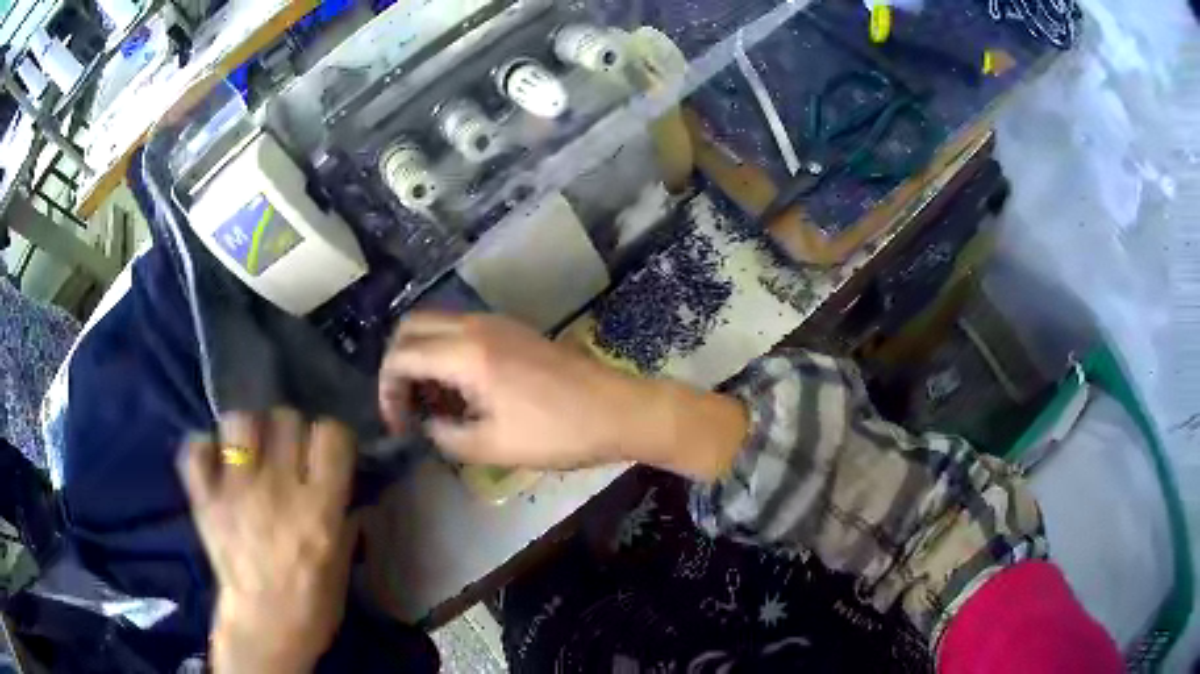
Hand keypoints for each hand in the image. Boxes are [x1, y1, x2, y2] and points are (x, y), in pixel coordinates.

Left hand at [178, 411, 357, 673]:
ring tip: (248, 452)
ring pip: (238, 423)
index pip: (331, 434)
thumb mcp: (342, 564)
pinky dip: (204, 451)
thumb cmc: (312, 604)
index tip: (326, 451)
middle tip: (286, 452)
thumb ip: (343, 518)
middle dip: (289, 430)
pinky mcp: (206, 499)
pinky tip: (214, 464)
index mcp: (319, 509)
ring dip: (246, 433)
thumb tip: (344, 487)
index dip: (330, 436)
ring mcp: (236, 491)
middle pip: (285, 418)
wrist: (264, 629)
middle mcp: (278, 490)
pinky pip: (196, 450)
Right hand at [379, 313, 748, 478]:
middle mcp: (476, 326)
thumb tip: (427, 425)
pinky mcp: (513, 330)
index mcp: (466, 353)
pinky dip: (447, 352)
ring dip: (423, 357)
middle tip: (408, 406)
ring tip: (435, 404)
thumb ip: (446, 435)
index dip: (387, 391)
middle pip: (411, 327)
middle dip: (398, 365)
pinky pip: (462, 330)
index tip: (399, 425)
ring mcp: (496, 323)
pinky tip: (463, 391)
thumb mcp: (493, 447)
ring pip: (437, 324)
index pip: (401, 356)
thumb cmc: (558, 432)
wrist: (619, 410)